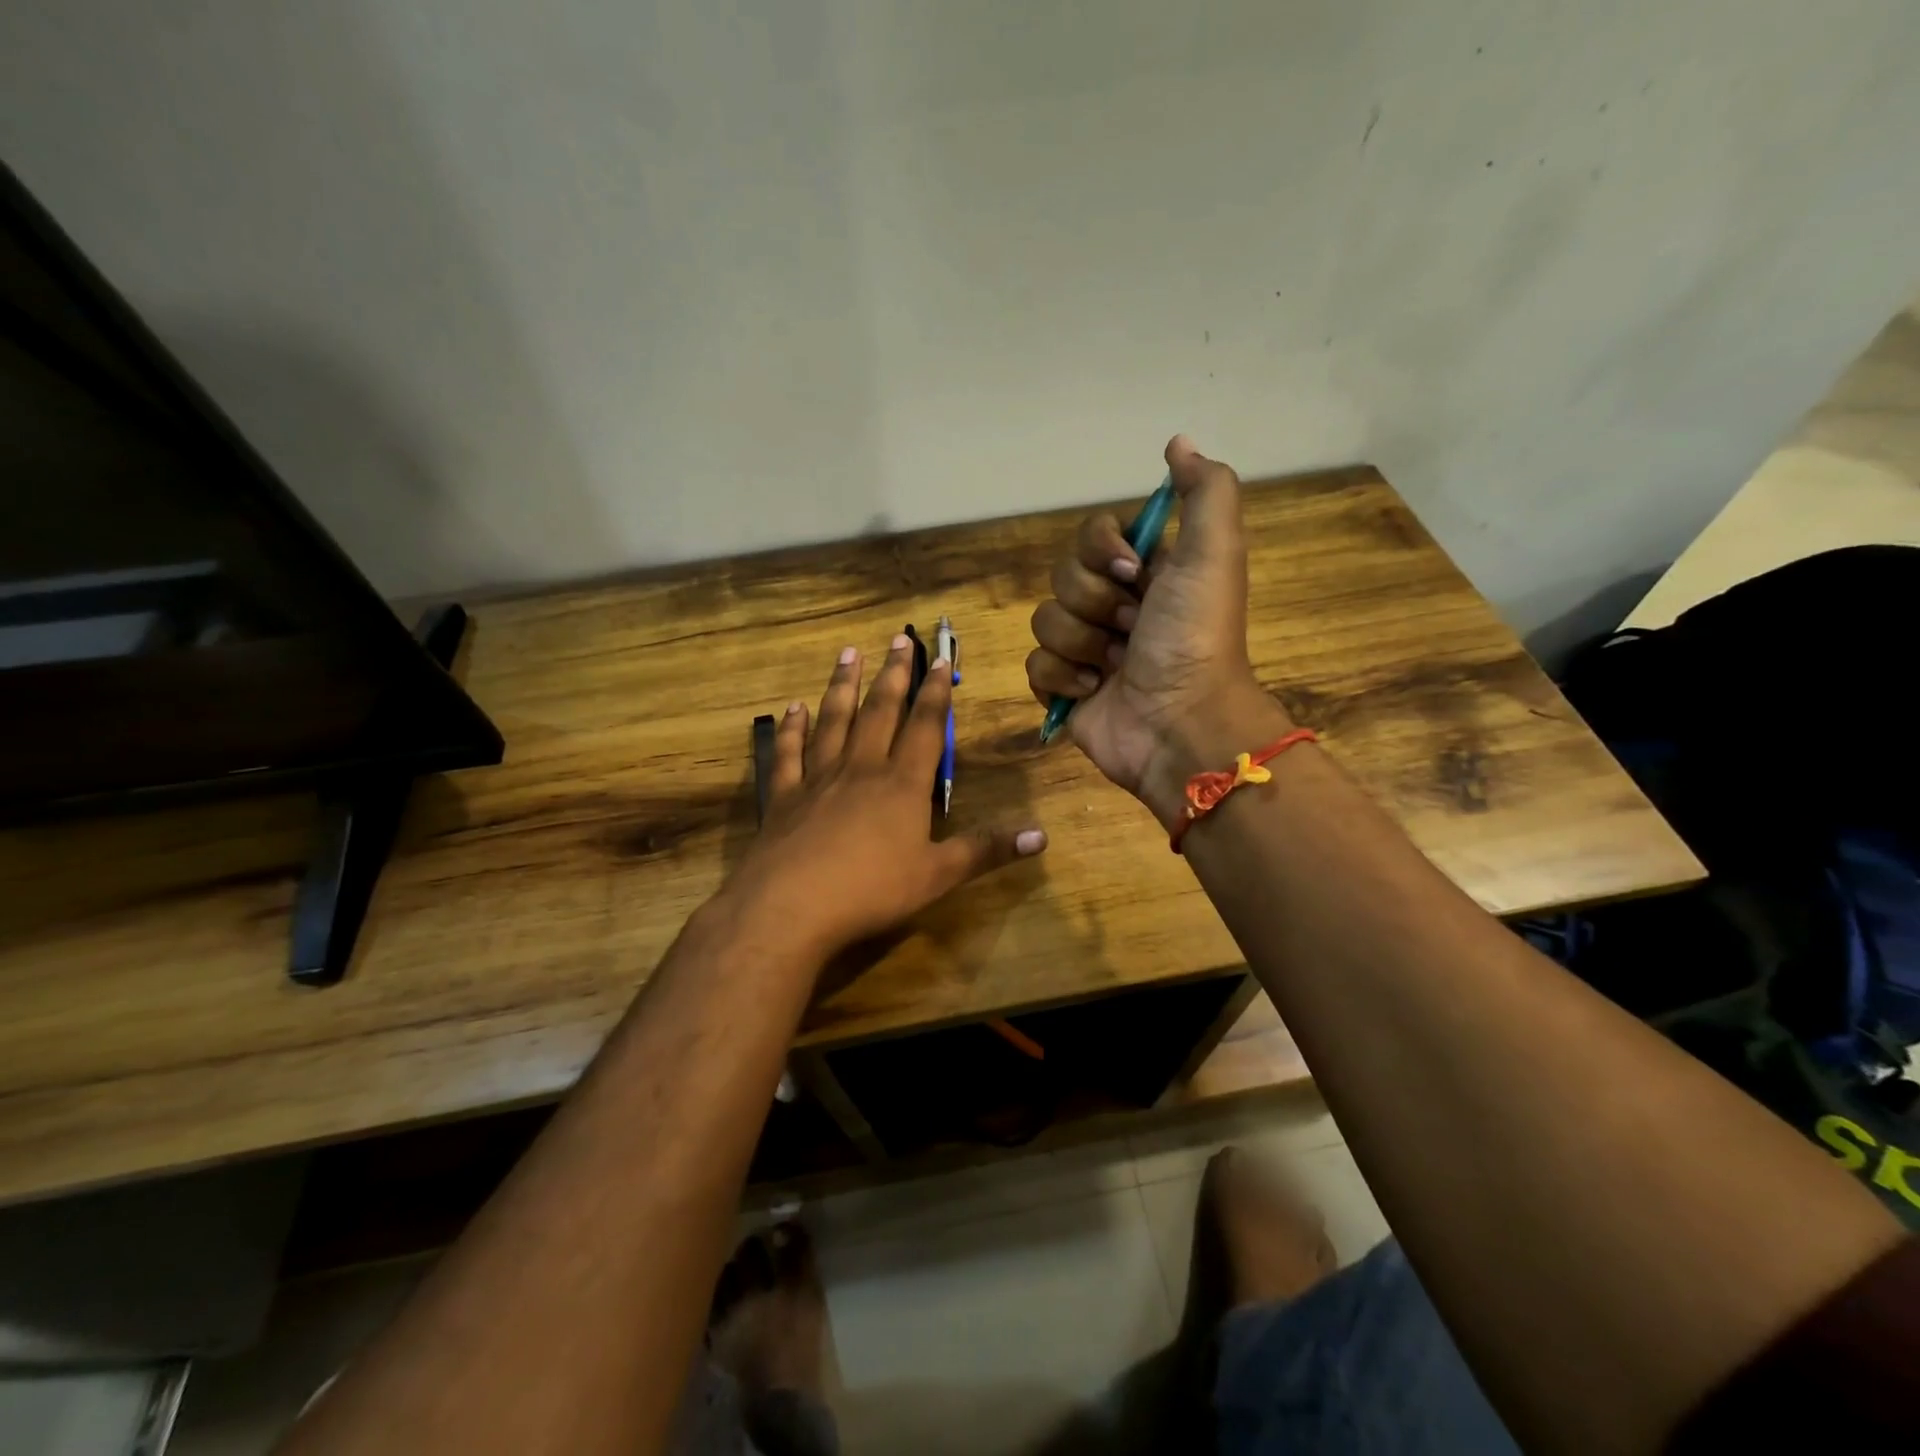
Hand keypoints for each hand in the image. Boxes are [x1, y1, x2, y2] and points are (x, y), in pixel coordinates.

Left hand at [727, 634, 1046, 959]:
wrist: (791, 906)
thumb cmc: (872, 890)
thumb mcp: (938, 875)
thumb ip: (987, 850)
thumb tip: (1042, 835)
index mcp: (902, 784)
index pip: (924, 727)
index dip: (934, 693)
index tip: (938, 659)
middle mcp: (861, 769)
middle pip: (880, 712)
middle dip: (893, 674)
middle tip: (898, 638)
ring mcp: (819, 779)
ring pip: (834, 721)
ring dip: (843, 685)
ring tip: (849, 653)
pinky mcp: (784, 796)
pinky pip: (789, 753)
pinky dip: (793, 728)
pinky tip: (793, 708)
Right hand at [1026, 435, 1289, 828]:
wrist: (1180, 725)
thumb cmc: (1195, 637)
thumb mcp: (1214, 553)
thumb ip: (1204, 491)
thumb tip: (1178, 442)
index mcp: (1146, 574)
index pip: (1091, 535)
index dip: (1102, 550)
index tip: (1132, 573)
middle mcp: (1115, 606)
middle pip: (1062, 577)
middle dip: (1095, 604)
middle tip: (1132, 629)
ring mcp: (1087, 650)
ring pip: (1044, 621)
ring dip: (1081, 645)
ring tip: (1115, 668)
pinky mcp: (1064, 689)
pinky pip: (1034, 665)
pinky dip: (1062, 679)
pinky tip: (1094, 692)